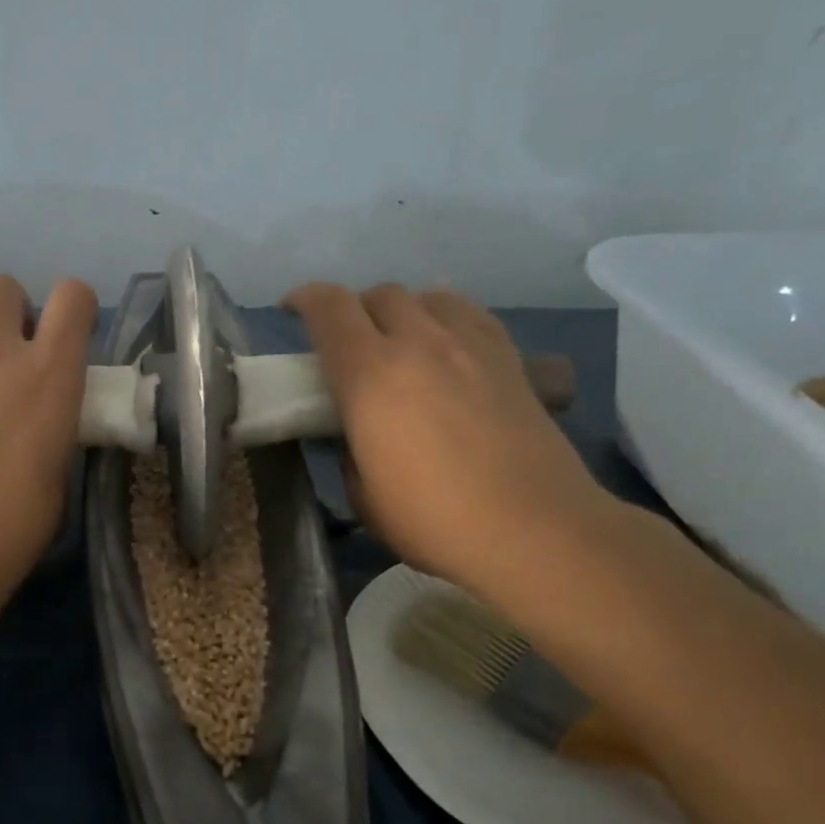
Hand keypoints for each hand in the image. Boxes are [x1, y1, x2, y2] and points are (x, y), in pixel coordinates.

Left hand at [0, 274, 97, 614]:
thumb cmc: (12, 525)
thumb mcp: (58, 467)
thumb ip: (55, 418)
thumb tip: (43, 407)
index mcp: (49, 373)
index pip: (72, 296)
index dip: (73, 307)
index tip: (67, 334)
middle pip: (2, 287)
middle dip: (11, 313)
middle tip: (8, 355)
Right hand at [285, 282, 615, 597]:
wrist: (533, 528)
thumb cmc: (434, 520)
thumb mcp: (364, 496)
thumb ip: (349, 451)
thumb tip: (355, 433)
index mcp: (370, 375)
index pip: (329, 309)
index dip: (304, 299)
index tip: (291, 310)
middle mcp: (418, 343)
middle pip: (379, 294)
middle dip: (354, 309)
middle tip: (348, 342)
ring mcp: (469, 345)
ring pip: (427, 296)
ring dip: (403, 310)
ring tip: (401, 341)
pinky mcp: (510, 358)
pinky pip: (469, 314)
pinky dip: (446, 319)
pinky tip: (448, 349)